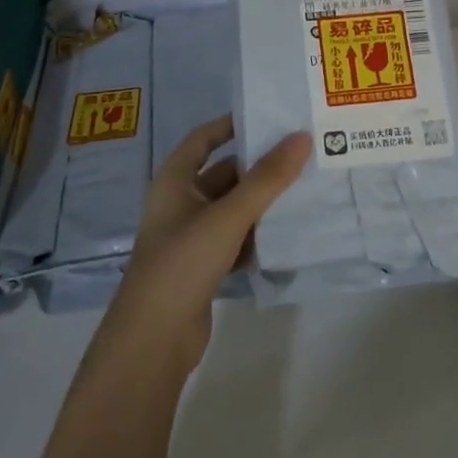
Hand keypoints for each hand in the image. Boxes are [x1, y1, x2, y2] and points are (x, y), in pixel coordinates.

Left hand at [103, 116, 308, 372]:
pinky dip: (257, 234)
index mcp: (174, 180)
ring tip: (304, 187)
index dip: (232, 125)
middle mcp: (180, 203)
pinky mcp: (203, 267)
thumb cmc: (183, 262)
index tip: (269, 118)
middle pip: (224, 174)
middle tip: (300, 154)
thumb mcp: (228, 215)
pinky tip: (287, 232)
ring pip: (232, 208)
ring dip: (262, 201)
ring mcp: (190, 237)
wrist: (154, 340)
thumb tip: (301, 137)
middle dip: (258, 166)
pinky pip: (235, 238)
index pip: (204, 138)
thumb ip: (267, 178)